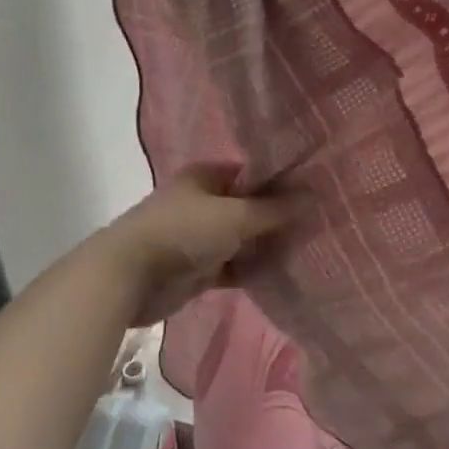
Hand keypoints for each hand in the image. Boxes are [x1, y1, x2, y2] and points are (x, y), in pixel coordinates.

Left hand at [100, 168, 294, 325]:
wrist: (130, 276)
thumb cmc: (184, 231)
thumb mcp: (235, 216)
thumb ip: (274, 209)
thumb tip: (312, 196)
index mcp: (206, 177)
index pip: (251, 173)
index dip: (280, 180)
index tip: (313, 190)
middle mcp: (202, 202)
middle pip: (248, 207)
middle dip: (278, 216)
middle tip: (318, 222)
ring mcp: (199, 237)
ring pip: (243, 239)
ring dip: (267, 246)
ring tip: (309, 248)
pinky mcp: (198, 269)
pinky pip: (234, 266)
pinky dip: (253, 270)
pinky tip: (284, 273)